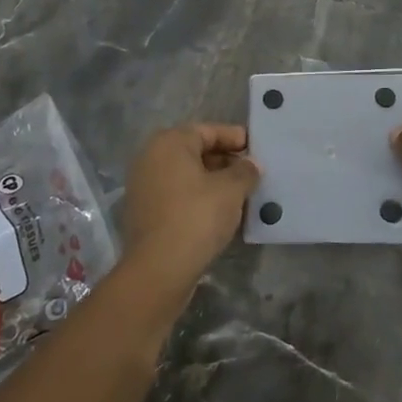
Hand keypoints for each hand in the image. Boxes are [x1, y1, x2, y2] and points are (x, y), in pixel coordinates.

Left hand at [120, 123, 259, 290]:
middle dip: (225, 161)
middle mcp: (151, 158)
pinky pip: (178, 195)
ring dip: (213, 181)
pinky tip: (220, 212)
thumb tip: (252, 165)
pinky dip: (198, 198)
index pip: (208, 131)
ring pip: (187, 175)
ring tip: (241, 194)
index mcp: (169, 143)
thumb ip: (245, 171)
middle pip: (195, 151)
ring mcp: (144, 186)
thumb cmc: (197, 217)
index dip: (235, 138)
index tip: (257, 149)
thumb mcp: (231, 190)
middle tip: (252, 173)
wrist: (159, 270)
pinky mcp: (145, 212)